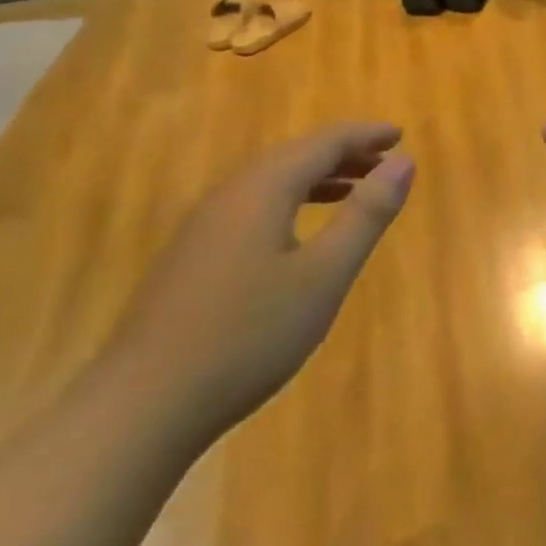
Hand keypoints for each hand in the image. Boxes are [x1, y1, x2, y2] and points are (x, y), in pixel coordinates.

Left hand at [105, 123, 413, 443]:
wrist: (139, 409)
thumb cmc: (247, 336)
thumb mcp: (324, 275)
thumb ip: (367, 214)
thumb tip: (405, 161)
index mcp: (263, 189)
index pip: (324, 143)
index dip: (365, 135)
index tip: (401, 136)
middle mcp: (229, 195)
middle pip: (295, 155)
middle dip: (344, 153)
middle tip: (386, 161)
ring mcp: (203, 228)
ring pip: (270, 182)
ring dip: (318, 177)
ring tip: (355, 189)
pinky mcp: (191, 258)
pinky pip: (253, 207)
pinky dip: (291, 202)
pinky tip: (299, 233)